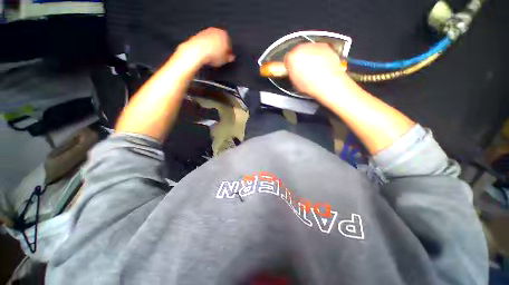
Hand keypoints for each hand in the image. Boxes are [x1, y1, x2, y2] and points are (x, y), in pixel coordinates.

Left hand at [183, 27, 234, 66]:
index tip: (227, 58)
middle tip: (221, 58)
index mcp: (225, 35)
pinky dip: (207, 47)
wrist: (198, 51)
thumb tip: (231, 58)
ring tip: (213, 57)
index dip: (229, 52)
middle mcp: (216, 31)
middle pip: (221, 41)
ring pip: (213, 41)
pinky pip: (206, 42)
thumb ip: (229, 58)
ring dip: (214, 48)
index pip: (229, 44)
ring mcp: (207, 31)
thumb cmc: (212, 54)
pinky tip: (207, 55)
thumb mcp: (225, 59)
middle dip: (221, 49)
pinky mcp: (199, 34)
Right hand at [284, 43, 348, 98]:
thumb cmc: (310, 84)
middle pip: (299, 52)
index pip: (288, 58)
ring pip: (309, 50)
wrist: (328, 83)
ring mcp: (315, 46)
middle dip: (300, 59)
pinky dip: (319, 56)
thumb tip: (293, 70)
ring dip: (310, 57)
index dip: (290, 65)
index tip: (293, 70)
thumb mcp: (294, 81)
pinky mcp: (325, 46)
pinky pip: (319, 51)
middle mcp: (302, 48)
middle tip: (303, 70)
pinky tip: (321, 67)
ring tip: (313, 69)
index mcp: (292, 57)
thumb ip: (292, 72)